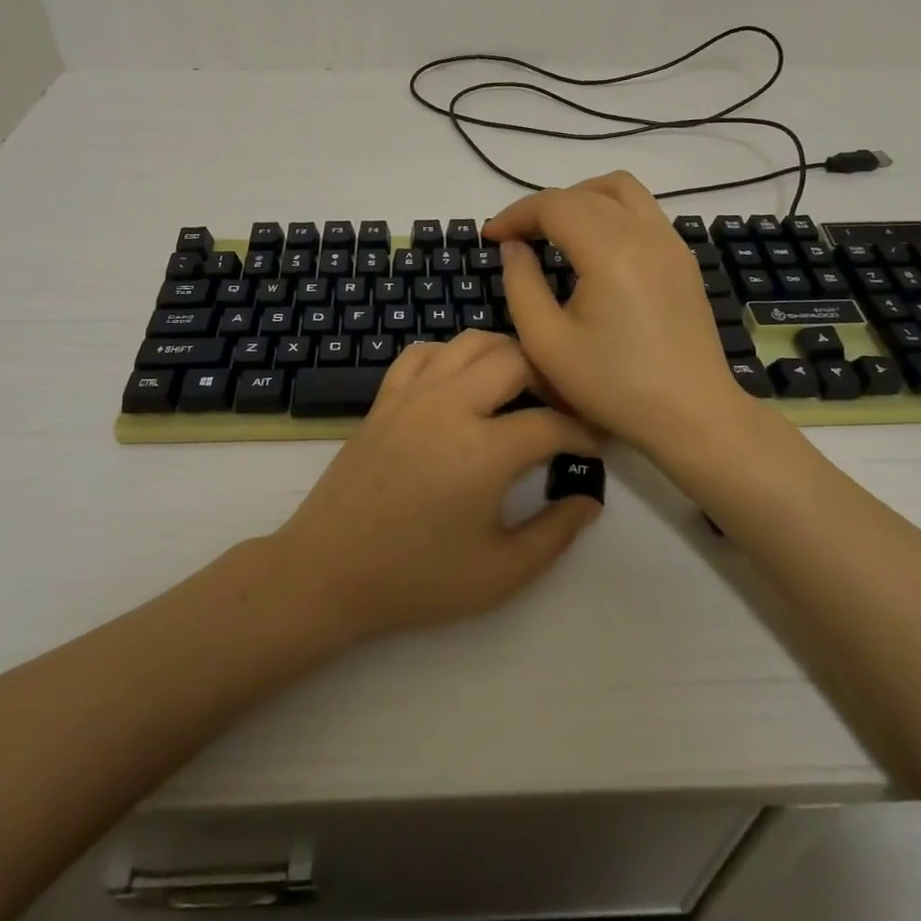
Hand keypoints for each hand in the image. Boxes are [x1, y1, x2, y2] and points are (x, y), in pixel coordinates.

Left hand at [273, 331, 602, 640]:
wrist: (329, 571)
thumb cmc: (417, 579)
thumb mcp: (500, 573)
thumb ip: (555, 533)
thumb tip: (588, 499)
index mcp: (484, 449)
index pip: (551, 423)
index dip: (582, 434)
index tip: (591, 448)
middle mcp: (451, 404)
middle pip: (515, 358)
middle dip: (548, 378)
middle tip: (558, 410)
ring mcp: (413, 394)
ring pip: (470, 342)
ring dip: (503, 356)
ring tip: (517, 389)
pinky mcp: (385, 397)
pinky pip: (424, 352)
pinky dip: (452, 355)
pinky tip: (460, 383)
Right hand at [485, 171, 751, 456]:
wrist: (692, 415)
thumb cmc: (613, 386)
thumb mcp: (547, 342)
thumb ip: (521, 284)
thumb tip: (514, 246)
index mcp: (610, 251)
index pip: (554, 205)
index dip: (516, 214)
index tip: (491, 236)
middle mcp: (644, 233)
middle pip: (585, 193)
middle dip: (543, 207)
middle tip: (516, 238)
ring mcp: (670, 242)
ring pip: (621, 190)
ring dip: (581, 199)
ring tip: (556, 231)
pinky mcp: (682, 258)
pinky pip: (643, 211)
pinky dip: (611, 212)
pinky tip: (595, 249)